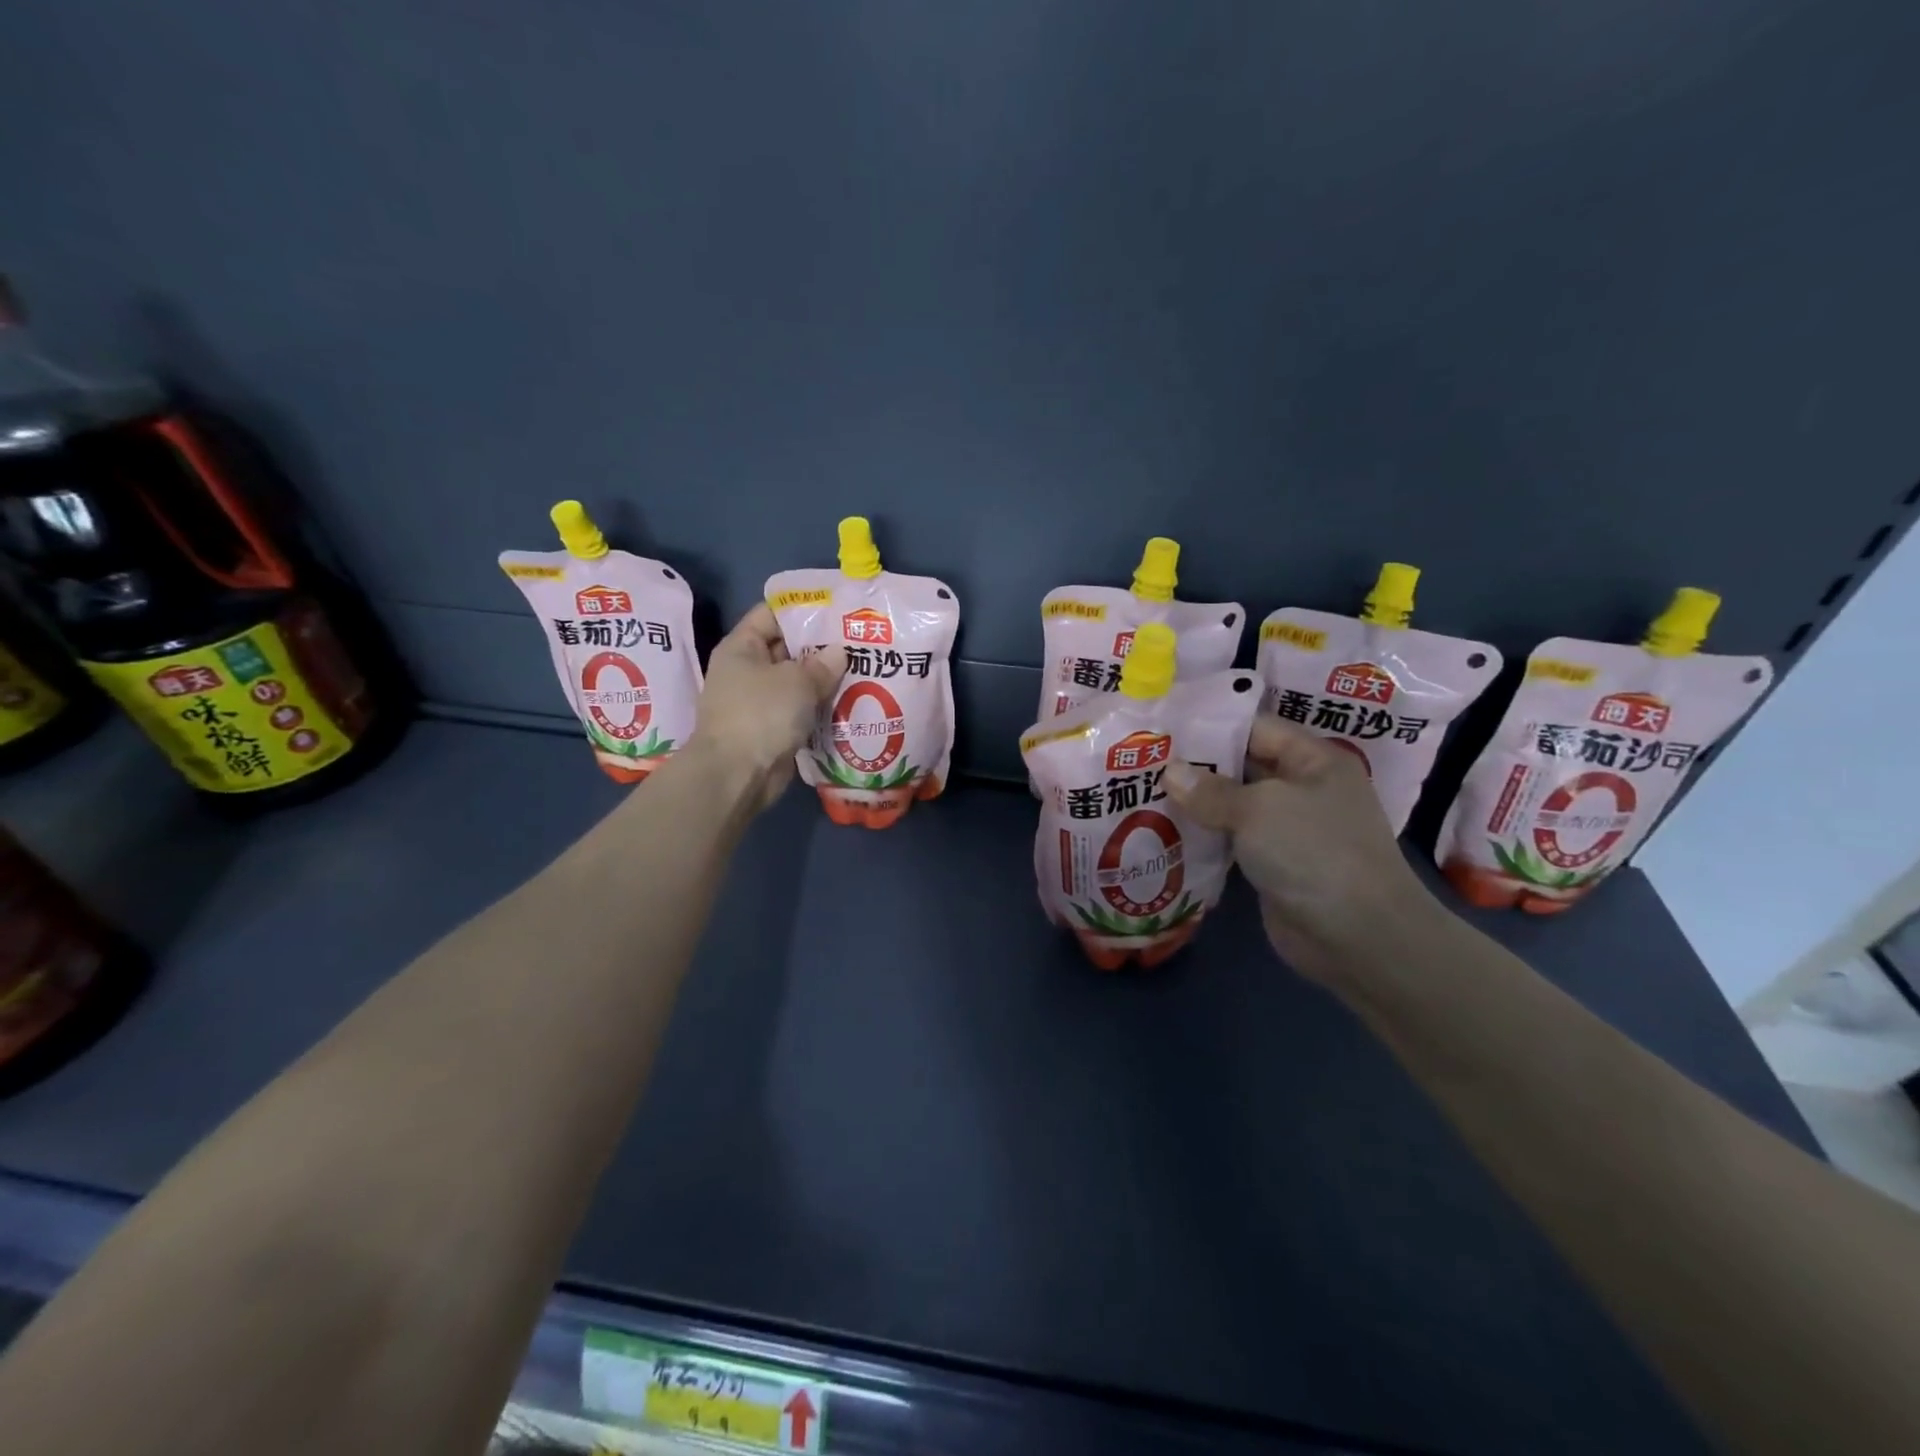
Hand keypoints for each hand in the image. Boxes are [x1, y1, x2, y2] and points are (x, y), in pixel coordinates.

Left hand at [693, 604, 845, 810]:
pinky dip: (821, 707)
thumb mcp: (796, 681)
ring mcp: (759, 702)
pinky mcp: (772, 729)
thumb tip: (839, 652)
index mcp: (742, 647)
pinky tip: (852, 702)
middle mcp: (747, 671)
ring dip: (825, 680)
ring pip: (797, 682)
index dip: (803, 608)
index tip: (837, 608)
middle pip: (788, 648)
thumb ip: (821, 664)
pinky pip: (801, 710)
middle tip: (859, 640)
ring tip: (863, 669)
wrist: (736, 775)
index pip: (771, 614)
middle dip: (821, 646)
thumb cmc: (761, 714)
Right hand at [1164, 717, 1438, 981]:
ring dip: (1195, 804)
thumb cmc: (1313, 852)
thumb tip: (1170, 773)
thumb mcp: (1258, 809)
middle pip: (1242, 766)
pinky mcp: (1274, 864)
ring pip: (1234, 806)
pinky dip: (1204, 837)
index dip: (1211, 726)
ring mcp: (1289, 830)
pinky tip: (1163, 832)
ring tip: (1142, 792)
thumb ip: (1210, 790)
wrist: (1357, 936)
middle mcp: (1303, 789)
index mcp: (1314, 761)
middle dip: (1196, 766)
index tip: (1164, 728)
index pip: (1256, 729)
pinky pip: (1232, 841)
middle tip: (1143, 760)